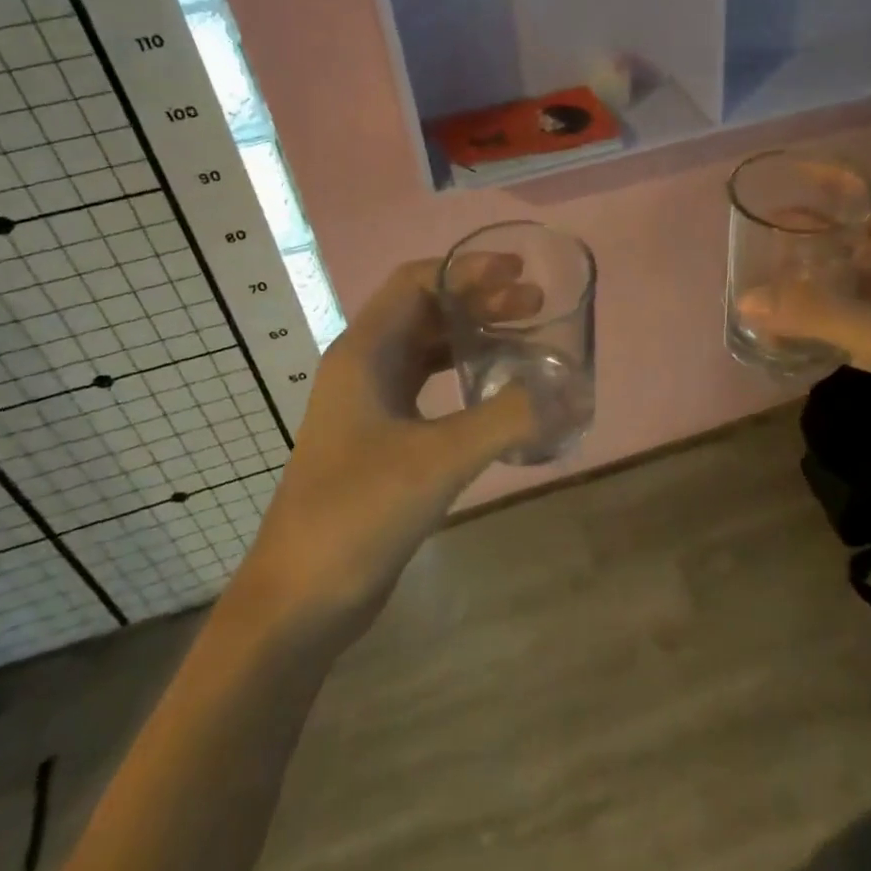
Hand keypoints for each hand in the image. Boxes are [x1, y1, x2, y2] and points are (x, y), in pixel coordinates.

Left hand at [233, 258, 537, 646]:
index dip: (467, 269)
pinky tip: (499, 393)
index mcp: (363, 353)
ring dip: (474, 338)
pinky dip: (466, 378)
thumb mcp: (438, 459)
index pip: (416, 282)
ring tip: (527, 341)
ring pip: (428, 350)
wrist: (298, 600)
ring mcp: (370, 405)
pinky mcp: (382, 439)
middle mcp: (364, 367)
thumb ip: (507, 419)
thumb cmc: (356, 513)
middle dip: (480, 301)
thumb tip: (571, 393)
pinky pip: (430, 389)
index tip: (518, 272)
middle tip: (536, 306)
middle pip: (426, 311)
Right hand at [737, 174, 870, 521]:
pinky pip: (857, 324)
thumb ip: (822, 316)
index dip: (845, 180)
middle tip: (767, 228)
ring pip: (860, 282)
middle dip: (822, 230)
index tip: (792, 174)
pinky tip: (786, 324)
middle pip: (870, 237)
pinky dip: (824, 322)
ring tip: (768, 272)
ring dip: (820, 278)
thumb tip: (747, 300)